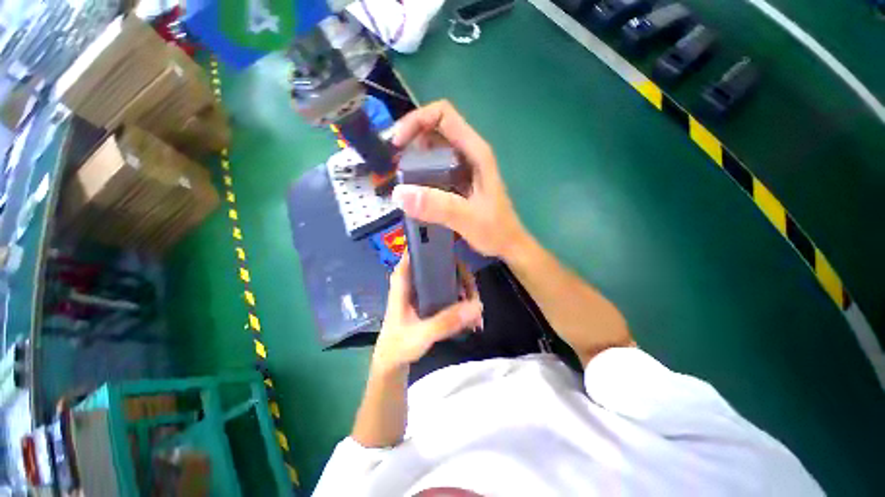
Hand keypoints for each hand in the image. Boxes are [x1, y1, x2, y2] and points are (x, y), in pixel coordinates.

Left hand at [372, 252, 482, 373]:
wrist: (392, 363)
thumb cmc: (398, 345)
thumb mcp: (421, 334)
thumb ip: (445, 321)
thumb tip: (476, 305)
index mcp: (404, 279)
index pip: (418, 249)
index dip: (437, 246)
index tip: (458, 253)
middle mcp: (415, 279)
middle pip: (441, 263)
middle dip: (462, 276)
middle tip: (475, 296)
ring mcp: (424, 289)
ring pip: (449, 277)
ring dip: (465, 290)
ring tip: (476, 313)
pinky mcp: (431, 299)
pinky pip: (450, 291)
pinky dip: (462, 301)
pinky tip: (471, 318)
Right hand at [391, 101, 527, 260]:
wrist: (509, 245)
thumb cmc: (496, 231)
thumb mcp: (467, 219)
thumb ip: (437, 206)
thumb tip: (399, 194)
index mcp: (476, 152)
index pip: (443, 115)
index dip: (417, 120)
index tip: (397, 144)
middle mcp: (470, 153)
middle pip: (436, 128)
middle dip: (411, 138)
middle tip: (395, 164)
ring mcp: (465, 167)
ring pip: (435, 148)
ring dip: (415, 156)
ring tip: (400, 176)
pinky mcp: (460, 180)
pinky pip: (437, 166)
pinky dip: (422, 171)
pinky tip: (414, 188)